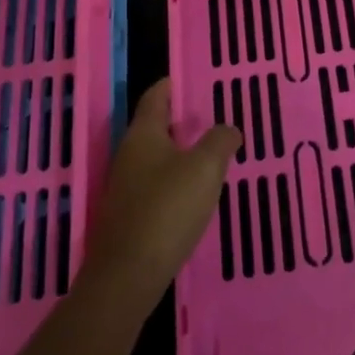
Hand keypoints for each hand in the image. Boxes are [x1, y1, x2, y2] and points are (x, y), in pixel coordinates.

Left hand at [81, 80, 239, 315]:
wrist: (128, 276)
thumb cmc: (167, 209)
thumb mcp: (205, 168)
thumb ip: (220, 141)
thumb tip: (228, 129)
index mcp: (143, 135)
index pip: (154, 98)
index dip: (169, 85)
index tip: (186, 78)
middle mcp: (128, 156)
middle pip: (153, 128)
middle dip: (178, 120)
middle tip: (209, 115)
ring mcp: (125, 188)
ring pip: (154, 158)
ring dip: (178, 152)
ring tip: (208, 153)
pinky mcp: (129, 217)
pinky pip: (155, 186)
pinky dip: (174, 180)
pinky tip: (193, 193)